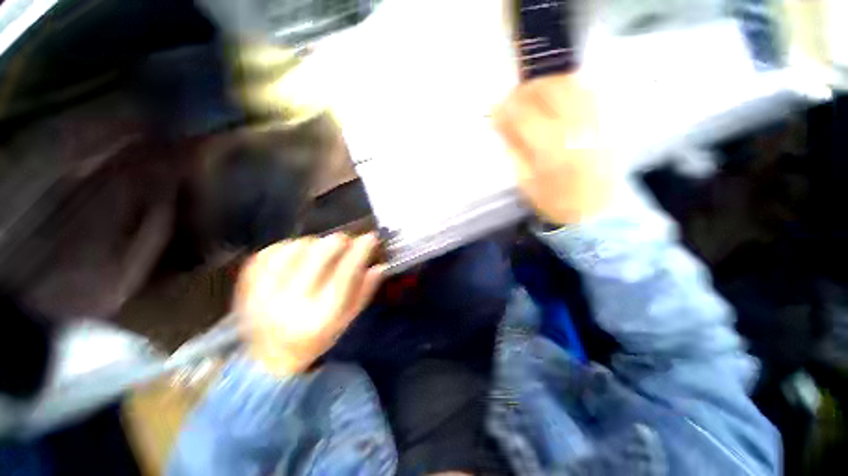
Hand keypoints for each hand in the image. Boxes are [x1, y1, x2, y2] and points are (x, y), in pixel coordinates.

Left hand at [235, 234, 383, 375]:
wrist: (268, 358)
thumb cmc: (316, 338)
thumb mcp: (347, 321)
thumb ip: (364, 292)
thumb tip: (379, 265)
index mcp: (320, 317)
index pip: (346, 273)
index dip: (360, 250)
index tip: (370, 237)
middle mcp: (291, 303)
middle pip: (321, 253)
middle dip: (339, 241)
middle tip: (344, 243)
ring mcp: (264, 292)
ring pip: (297, 246)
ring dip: (314, 244)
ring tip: (318, 254)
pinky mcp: (247, 283)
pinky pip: (272, 250)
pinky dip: (289, 247)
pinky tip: (295, 257)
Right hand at [494, 74, 613, 224]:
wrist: (597, 210)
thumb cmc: (555, 201)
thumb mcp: (526, 180)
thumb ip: (513, 148)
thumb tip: (499, 122)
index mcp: (551, 149)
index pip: (523, 116)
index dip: (505, 108)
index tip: (493, 109)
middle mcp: (575, 128)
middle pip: (548, 90)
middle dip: (524, 89)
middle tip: (511, 98)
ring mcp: (594, 120)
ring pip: (569, 84)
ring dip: (545, 83)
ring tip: (531, 93)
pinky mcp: (606, 119)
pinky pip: (586, 90)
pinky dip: (567, 86)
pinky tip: (555, 95)